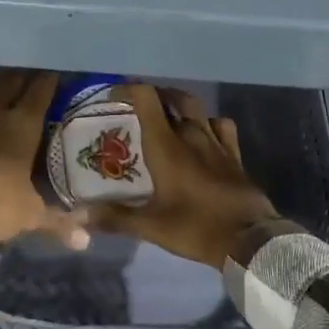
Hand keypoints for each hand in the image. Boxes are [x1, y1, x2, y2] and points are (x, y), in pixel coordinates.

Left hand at [0, 69, 89, 263]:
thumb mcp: (29, 216)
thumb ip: (59, 221)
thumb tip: (85, 240)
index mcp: (22, 125)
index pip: (41, 90)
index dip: (51, 79)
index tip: (58, 75)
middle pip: (13, 80)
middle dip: (25, 76)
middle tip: (35, 78)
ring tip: (6, 83)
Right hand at [87, 85, 277, 268]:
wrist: (248, 238)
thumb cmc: (196, 228)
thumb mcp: (151, 226)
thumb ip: (115, 217)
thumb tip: (80, 214)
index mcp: (167, 145)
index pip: (147, 99)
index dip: (129, 90)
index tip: (115, 96)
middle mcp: (191, 134)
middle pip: (174, 97)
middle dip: (156, 95)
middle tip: (141, 107)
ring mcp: (216, 142)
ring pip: (198, 108)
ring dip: (181, 105)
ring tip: (169, 115)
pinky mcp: (234, 154)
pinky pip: (222, 126)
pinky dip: (210, 123)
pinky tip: (205, 133)